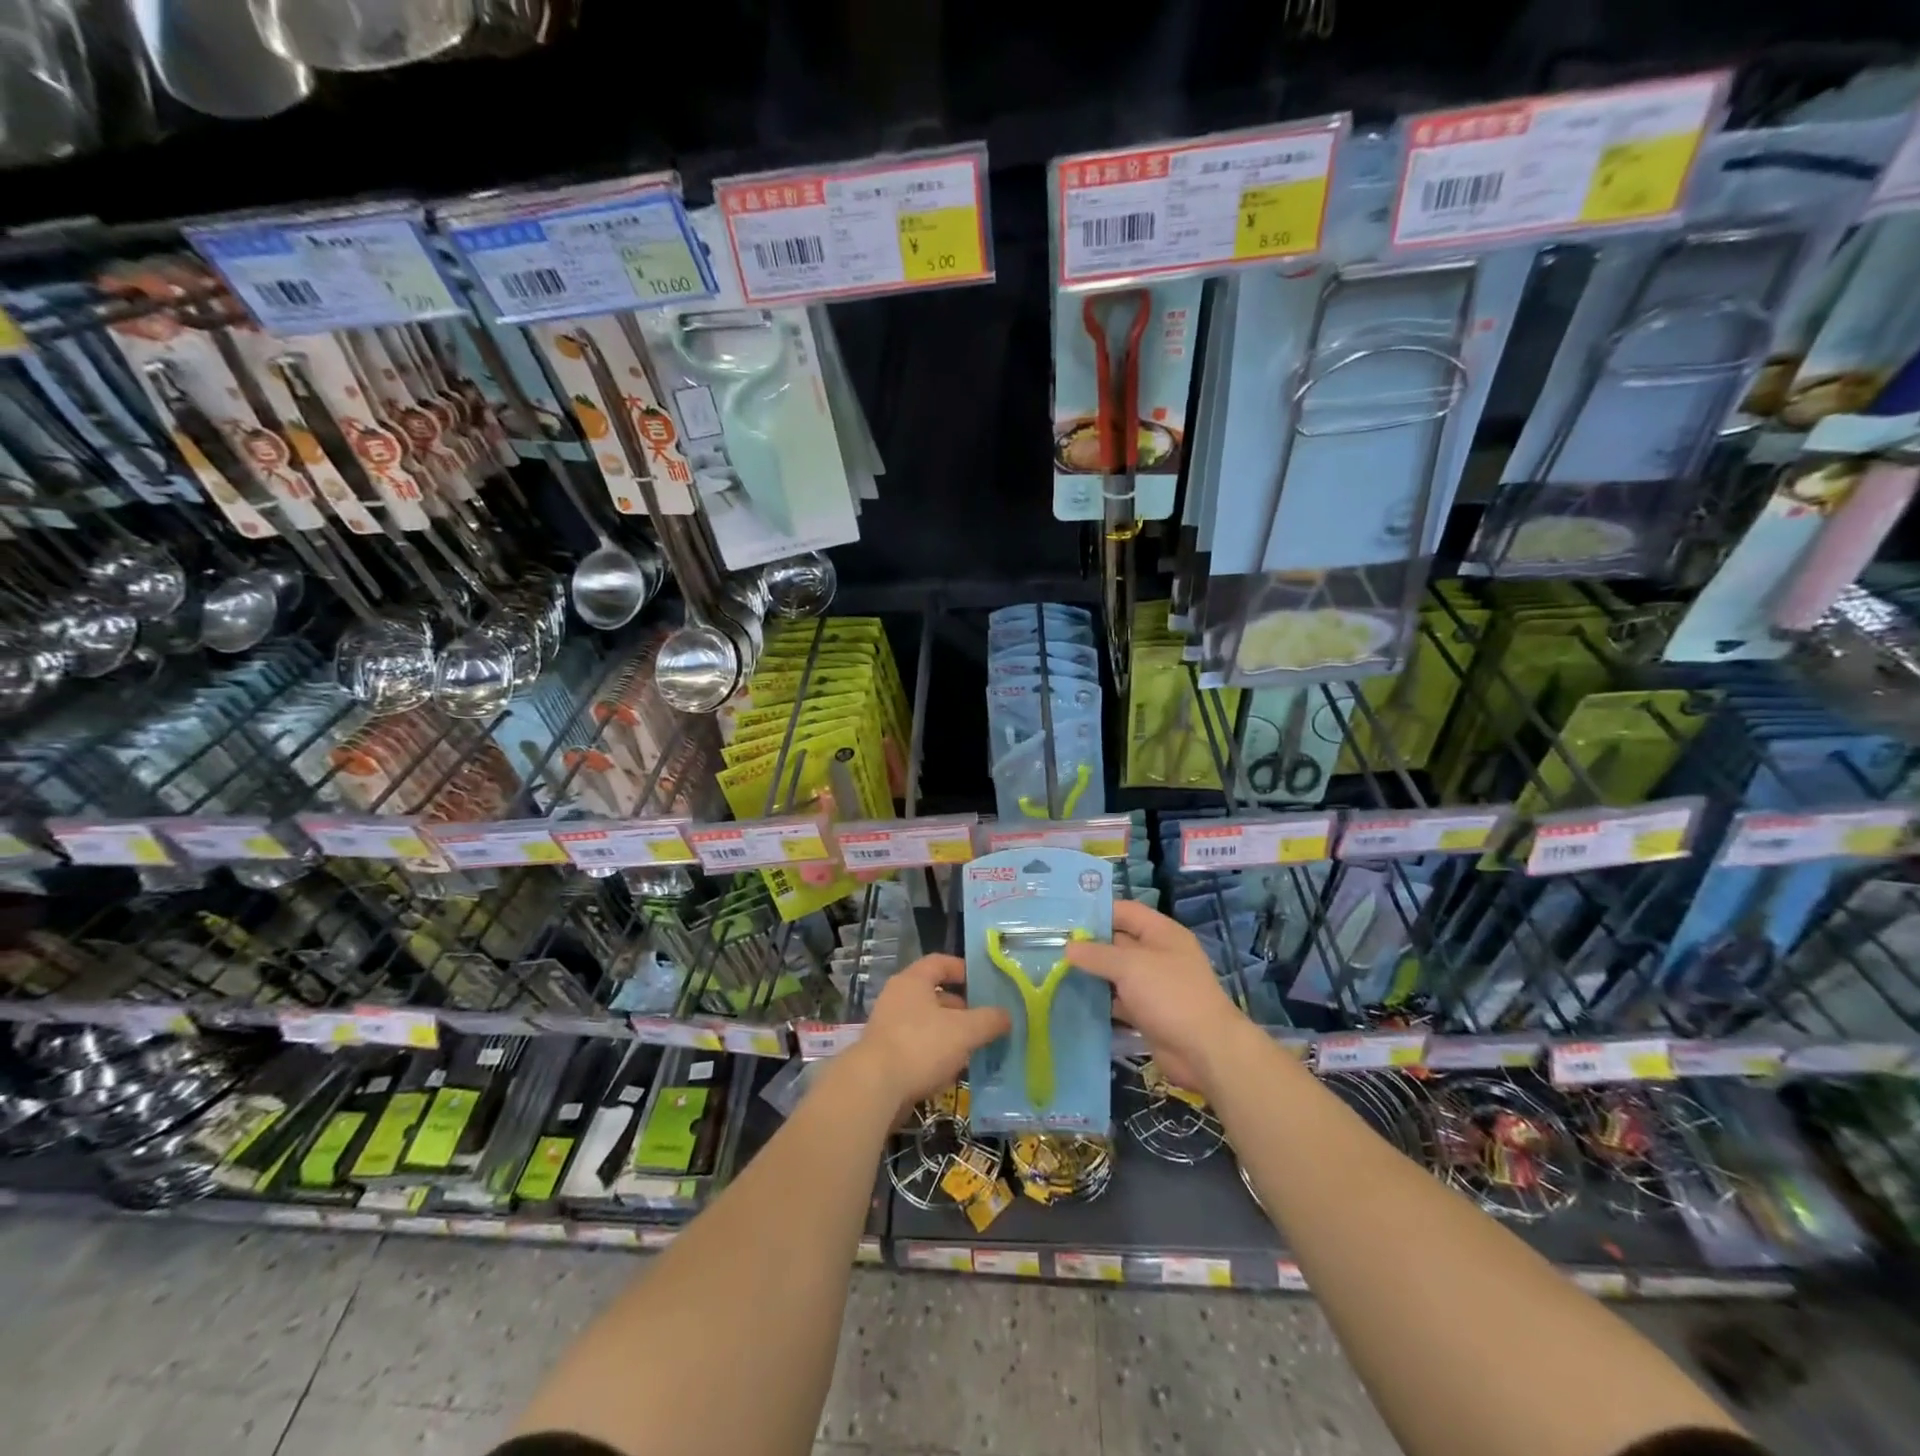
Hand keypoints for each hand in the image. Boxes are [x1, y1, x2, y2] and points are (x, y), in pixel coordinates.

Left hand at [850, 953, 1011, 1107]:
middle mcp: (897, 997)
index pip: (940, 962)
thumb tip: (1007, 1015)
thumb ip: (989, 1020)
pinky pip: (916, 1046)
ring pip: (927, 1023)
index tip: (983, 983)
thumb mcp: (965, 1030)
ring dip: (949, 1033)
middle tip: (984, 1021)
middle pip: (934, 994)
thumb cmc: (921, 1046)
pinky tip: (951, 1070)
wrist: (874, 1087)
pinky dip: (935, 1054)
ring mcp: (888, 1026)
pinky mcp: (884, 1054)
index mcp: (913, 981)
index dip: (962, 969)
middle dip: (961, 1008)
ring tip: (973, 1048)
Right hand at [1066, 900, 1247, 1092]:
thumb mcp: (1131, 966)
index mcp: (1161, 933)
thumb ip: (1097, 954)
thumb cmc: (1170, 995)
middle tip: (1049, 946)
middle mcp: (1157, 955)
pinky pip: (1118, 1000)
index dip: (1096, 912)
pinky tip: (1071, 1000)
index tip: (1063, 918)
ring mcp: (1153, 985)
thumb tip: (1068, 947)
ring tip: (1052, 972)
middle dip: (1087, 945)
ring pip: (1115, 973)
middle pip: (1117, 942)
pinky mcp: (1147, 1012)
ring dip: (1091, 974)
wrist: (1206, 1051)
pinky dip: (1099, 1000)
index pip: (1124, 911)